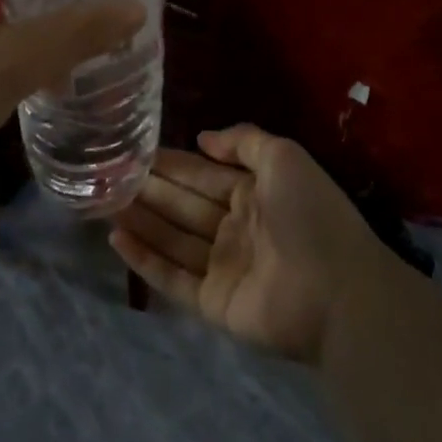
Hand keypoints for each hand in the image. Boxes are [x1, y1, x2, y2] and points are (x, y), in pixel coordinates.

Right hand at [110, 125, 388, 363]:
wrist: (339, 292)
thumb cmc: (311, 216)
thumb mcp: (285, 158)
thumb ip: (244, 141)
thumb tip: (202, 138)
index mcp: (253, 195)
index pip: (201, 175)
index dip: (170, 163)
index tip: (133, 151)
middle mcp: (235, 229)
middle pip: (182, 205)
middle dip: (148, 189)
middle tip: (106, 175)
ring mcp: (223, 268)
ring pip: (171, 239)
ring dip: (139, 221)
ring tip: (102, 202)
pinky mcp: (213, 303)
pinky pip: (172, 279)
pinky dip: (144, 260)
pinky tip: (116, 240)